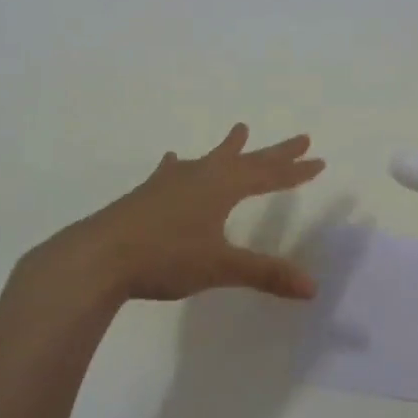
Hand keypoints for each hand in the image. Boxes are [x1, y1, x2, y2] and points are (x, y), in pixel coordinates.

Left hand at [36, 124, 326, 302]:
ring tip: (240, 130)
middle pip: (244, 160)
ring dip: (228, 148)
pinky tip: (173, 160)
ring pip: (208, 159)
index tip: (317, 160)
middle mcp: (199, 176)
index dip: (294, 170)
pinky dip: (180, 165)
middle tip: (300, 138)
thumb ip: (265, 274)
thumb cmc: (166, 257)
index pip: (267, 175)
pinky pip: (172, 172)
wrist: (99, 257)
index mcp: (221, 187)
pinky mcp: (146, 195)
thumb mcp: (221, 266)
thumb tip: (312, 287)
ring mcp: (169, 183)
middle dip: (274, 153)